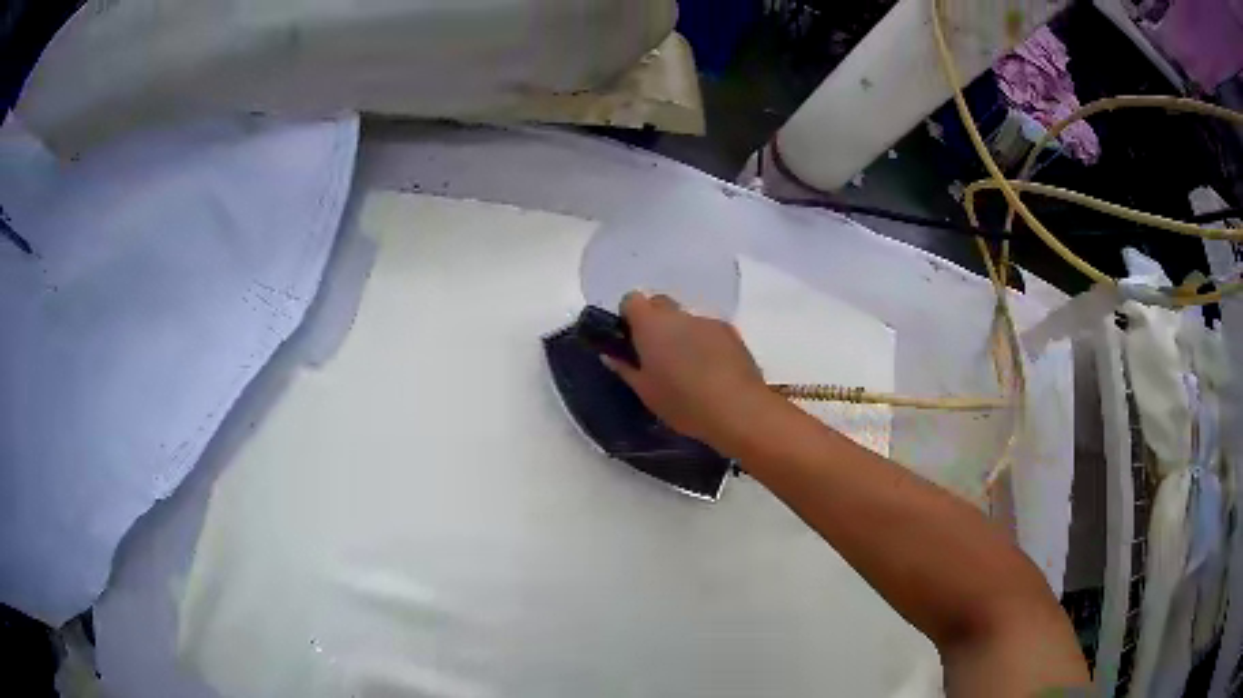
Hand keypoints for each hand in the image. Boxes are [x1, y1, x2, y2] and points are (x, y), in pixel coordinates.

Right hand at [604, 292, 771, 447]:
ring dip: (681, 335)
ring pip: (686, 320)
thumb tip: (612, 355)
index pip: (631, 300)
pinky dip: (705, 344)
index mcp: (651, 324)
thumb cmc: (683, 402)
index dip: (629, 317)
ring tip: (688, 369)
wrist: (738, 408)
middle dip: (655, 323)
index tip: (630, 340)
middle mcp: (679, 315)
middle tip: (656, 355)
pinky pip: (708, 331)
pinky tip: (711, 372)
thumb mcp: (645, 392)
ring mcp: (708, 321)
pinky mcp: (732, 333)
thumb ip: (625, 368)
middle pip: (660, 304)